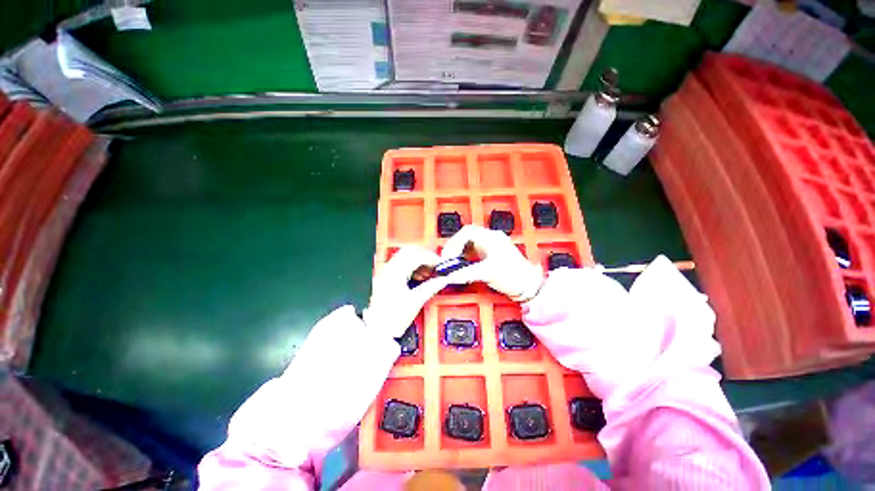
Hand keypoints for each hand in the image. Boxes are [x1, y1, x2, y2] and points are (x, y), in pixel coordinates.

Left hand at [363, 246, 451, 337]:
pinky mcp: (385, 277)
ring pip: (404, 256)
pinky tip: (418, 277)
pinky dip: (411, 266)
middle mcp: (389, 268)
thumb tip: (444, 279)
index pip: (416, 256)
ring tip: (428, 273)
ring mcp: (385, 272)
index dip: (431, 258)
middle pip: (409, 251)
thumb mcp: (416, 301)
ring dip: (418, 260)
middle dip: (424, 256)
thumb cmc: (393, 317)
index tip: (441, 264)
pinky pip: (400, 264)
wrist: (376, 330)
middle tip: (435, 266)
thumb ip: (431, 287)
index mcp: (396, 272)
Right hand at [441, 225, 544, 301]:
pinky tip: (463, 266)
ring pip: (469, 244)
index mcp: (491, 238)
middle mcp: (490, 239)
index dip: (454, 243)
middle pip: (466, 237)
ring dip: (459, 252)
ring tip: (453, 263)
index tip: (448, 257)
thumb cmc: (513, 276)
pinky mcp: (491, 255)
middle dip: (455, 247)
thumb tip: (449, 276)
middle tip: (448, 260)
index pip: (467, 232)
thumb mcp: (488, 272)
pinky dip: (465, 257)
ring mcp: (491, 247)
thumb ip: (467, 273)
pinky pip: (473, 252)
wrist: (529, 286)